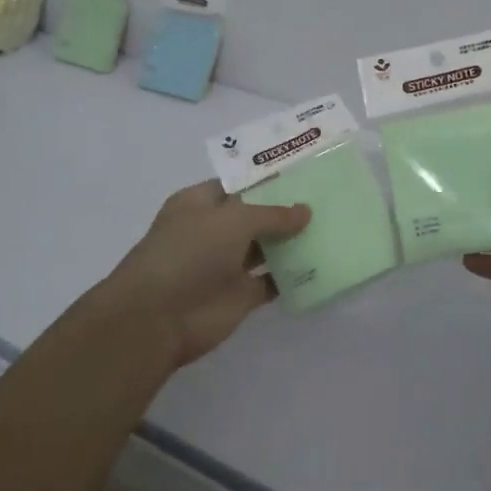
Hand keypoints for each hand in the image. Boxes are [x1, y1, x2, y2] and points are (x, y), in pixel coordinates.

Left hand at [99, 179, 309, 369]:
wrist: (158, 318)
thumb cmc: (190, 252)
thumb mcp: (234, 220)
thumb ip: (273, 214)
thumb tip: (306, 211)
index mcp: (201, 203)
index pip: (239, 185)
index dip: (269, 180)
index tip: (305, 173)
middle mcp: (214, 231)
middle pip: (256, 216)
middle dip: (287, 209)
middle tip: (329, 198)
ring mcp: (227, 264)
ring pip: (267, 248)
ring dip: (293, 241)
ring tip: (333, 226)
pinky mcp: (241, 295)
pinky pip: (273, 281)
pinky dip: (294, 276)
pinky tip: (323, 263)